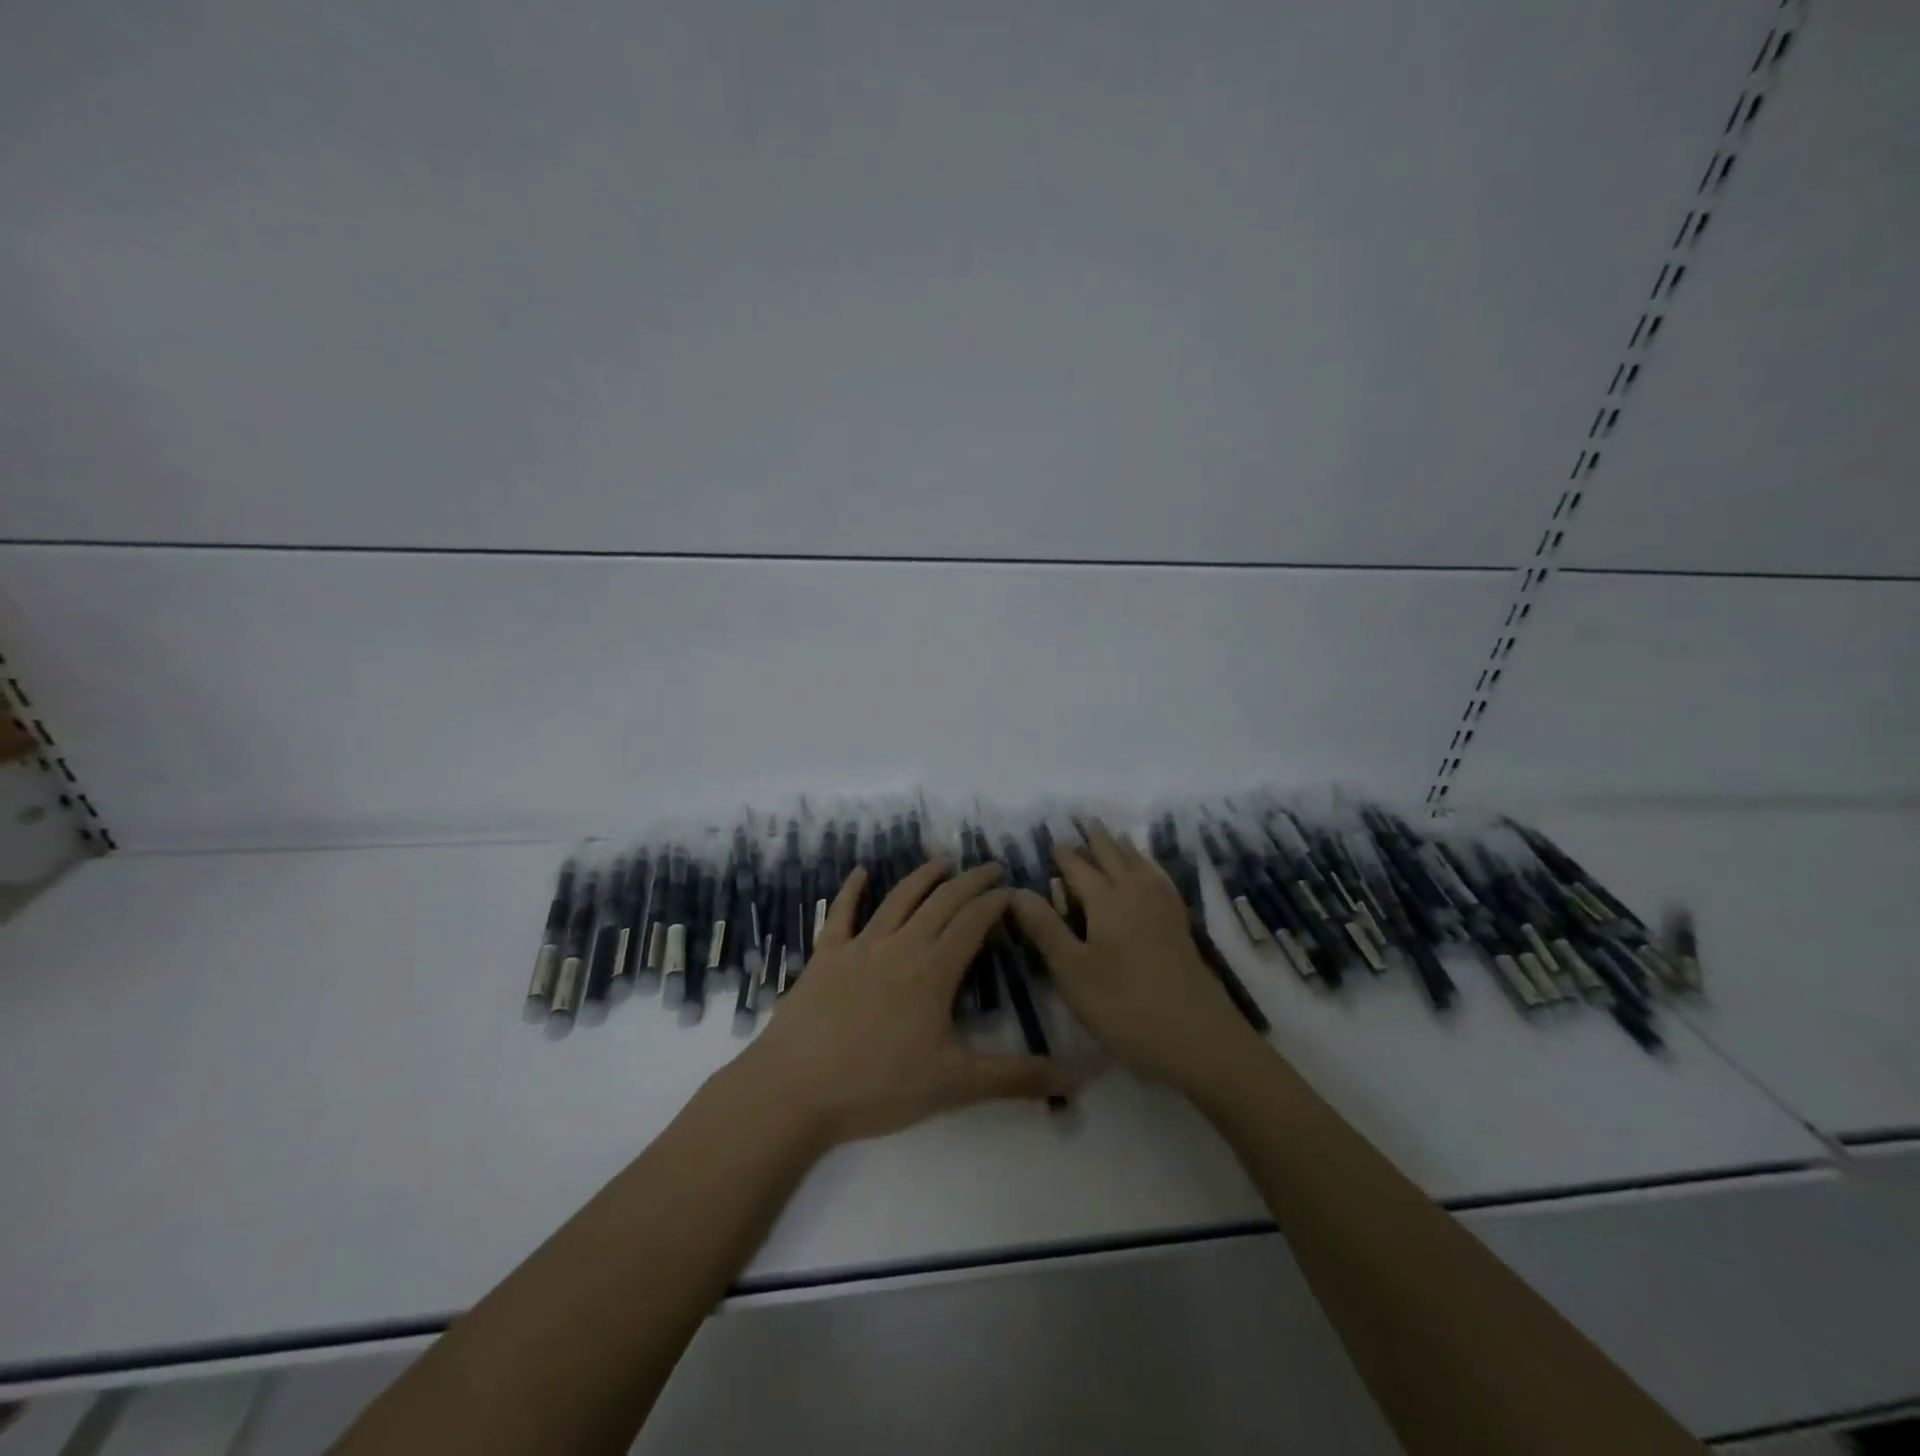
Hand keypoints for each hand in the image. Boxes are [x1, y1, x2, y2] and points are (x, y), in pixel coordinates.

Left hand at [735, 860, 1076, 1147]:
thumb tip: (1075, 1078)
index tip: (1012, 889)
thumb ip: (1015, 1077)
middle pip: (941, 901)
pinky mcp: (826, 955)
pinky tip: (861, 871)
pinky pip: (841, 913)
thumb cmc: (878, 1087)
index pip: (972, 922)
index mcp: (933, 970)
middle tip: (990, 867)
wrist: (794, 1090)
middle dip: (969, 881)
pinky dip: (852, 889)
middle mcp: (901, 946)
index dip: (995, 902)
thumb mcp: (954, 1086)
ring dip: (922, 877)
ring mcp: (860, 946)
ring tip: (941, 860)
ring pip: (898, 899)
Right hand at [1011, 824, 1261, 1095]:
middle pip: (1114, 857)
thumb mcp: (1072, 971)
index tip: (1053, 841)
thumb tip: (1016, 890)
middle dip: (1098, 840)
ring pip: (1140, 865)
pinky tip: (1152, 875)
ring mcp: (1163, 908)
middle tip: (1087, 822)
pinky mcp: (1180, 926)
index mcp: (1106, 901)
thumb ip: (1045, 928)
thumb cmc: (1124, 1005)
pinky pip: (1162, 880)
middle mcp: (1136, 894)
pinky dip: (1150, 867)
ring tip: (1116, 837)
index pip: (1079, 868)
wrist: (1196, 1036)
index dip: (1064, 855)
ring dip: (1124, 848)